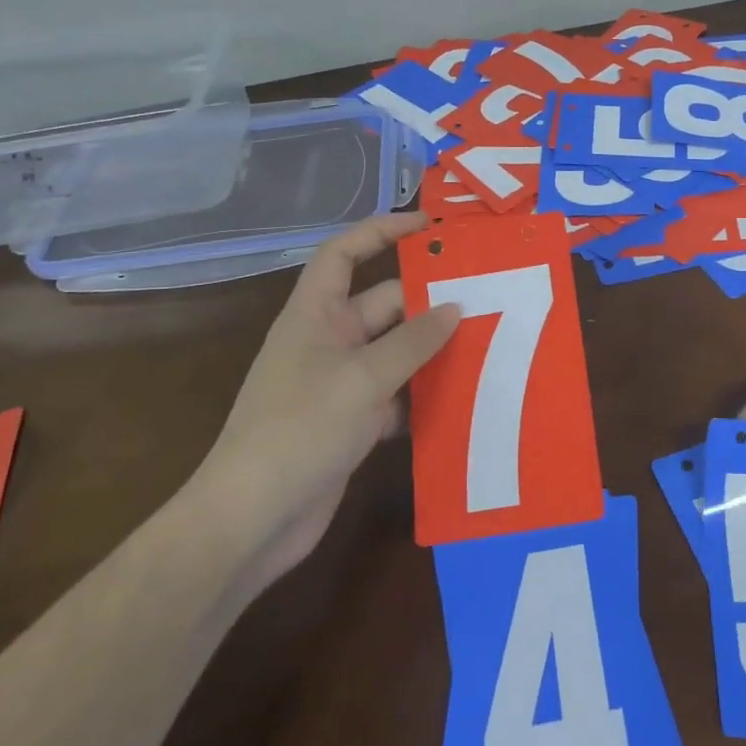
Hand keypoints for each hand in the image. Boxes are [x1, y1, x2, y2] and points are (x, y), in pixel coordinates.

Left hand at [180, 212, 458, 586]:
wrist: (253, 518)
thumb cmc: (300, 429)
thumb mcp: (363, 378)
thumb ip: (413, 342)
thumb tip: (455, 308)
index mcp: (316, 314)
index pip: (345, 253)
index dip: (382, 231)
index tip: (429, 227)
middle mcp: (329, 341)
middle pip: (385, 304)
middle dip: (430, 299)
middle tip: (488, 295)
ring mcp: (342, 383)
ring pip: (398, 351)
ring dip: (435, 349)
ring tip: (491, 340)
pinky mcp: (355, 421)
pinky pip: (399, 394)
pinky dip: (426, 394)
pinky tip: (467, 397)